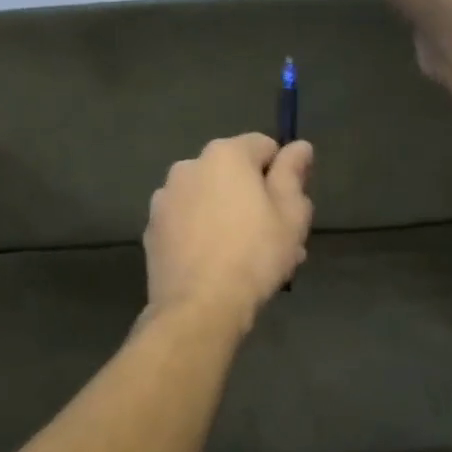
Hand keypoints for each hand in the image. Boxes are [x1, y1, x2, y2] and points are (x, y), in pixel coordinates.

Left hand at [144, 134, 314, 329]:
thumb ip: (293, 173)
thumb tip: (299, 146)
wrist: (199, 306)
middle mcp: (189, 166)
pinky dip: (202, 233)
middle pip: (232, 174)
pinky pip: (186, 222)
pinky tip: (217, 265)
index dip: (283, 173)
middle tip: (277, 238)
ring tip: (249, 258)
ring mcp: (165, 198)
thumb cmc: (255, 254)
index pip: (263, 147)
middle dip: (255, 198)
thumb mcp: (291, 214)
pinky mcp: (152, 229)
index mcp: (225, 154)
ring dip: (229, 216)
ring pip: (208, 199)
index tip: (291, 206)